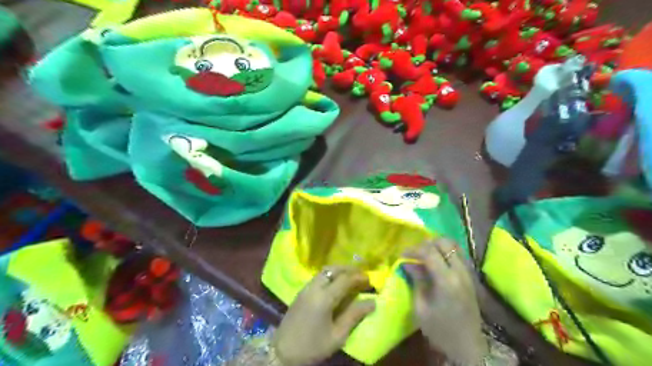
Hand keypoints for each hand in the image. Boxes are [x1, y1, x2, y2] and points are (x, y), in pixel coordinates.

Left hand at [272, 266, 377, 364]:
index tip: (370, 280)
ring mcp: (306, 288)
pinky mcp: (301, 291)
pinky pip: (318, 276)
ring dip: (339, 270)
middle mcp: (314, 287)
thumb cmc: (312, 346)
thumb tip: (372, 302)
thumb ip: (354, 316)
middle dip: (349, 269)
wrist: (282, 352)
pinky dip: (330, 274)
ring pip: (325, 270)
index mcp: (324, 298)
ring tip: (351, 277)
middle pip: (333, 269)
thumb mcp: (337, 336)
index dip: (359, 277)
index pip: (345, 279)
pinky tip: (336, 283)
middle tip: (361, 275)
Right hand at [403, 239, 488, 364]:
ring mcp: (468, 273)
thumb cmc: (440, 330)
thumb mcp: (421, 307)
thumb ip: (417, 281)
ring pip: (453, 245)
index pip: (429, 252)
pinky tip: (435, 261)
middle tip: (414, 253)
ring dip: (437, 245)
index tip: (402, 255)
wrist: (467, 347)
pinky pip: (458, 254)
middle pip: (444, 242)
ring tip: (424, 255)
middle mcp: (460, 272)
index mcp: (447, 281)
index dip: (414, 249)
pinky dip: (445, 251)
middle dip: (426, 243)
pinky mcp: (470, 276)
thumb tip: (408, 263)